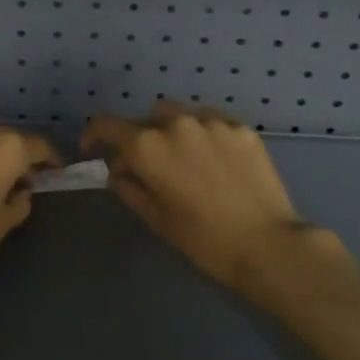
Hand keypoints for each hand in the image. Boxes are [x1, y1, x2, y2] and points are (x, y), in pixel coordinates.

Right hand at [82, 99, 348, 302]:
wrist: (267, 244)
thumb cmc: (202, 239)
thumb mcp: (155, 218)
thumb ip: (129, 187)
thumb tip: (119, 170)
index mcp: (147, 146)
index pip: (107, 125)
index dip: (93, 135)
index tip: (92, 149)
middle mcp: (176, 123)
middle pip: (147, 117)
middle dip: (141, 136)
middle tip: (148, 165)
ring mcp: (212, 122)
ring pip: (181, 115)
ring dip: (173, 131)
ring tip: (184, 159)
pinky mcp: (241, 128)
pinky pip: (212, 122)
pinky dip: (204, 135)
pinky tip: (215, 160)